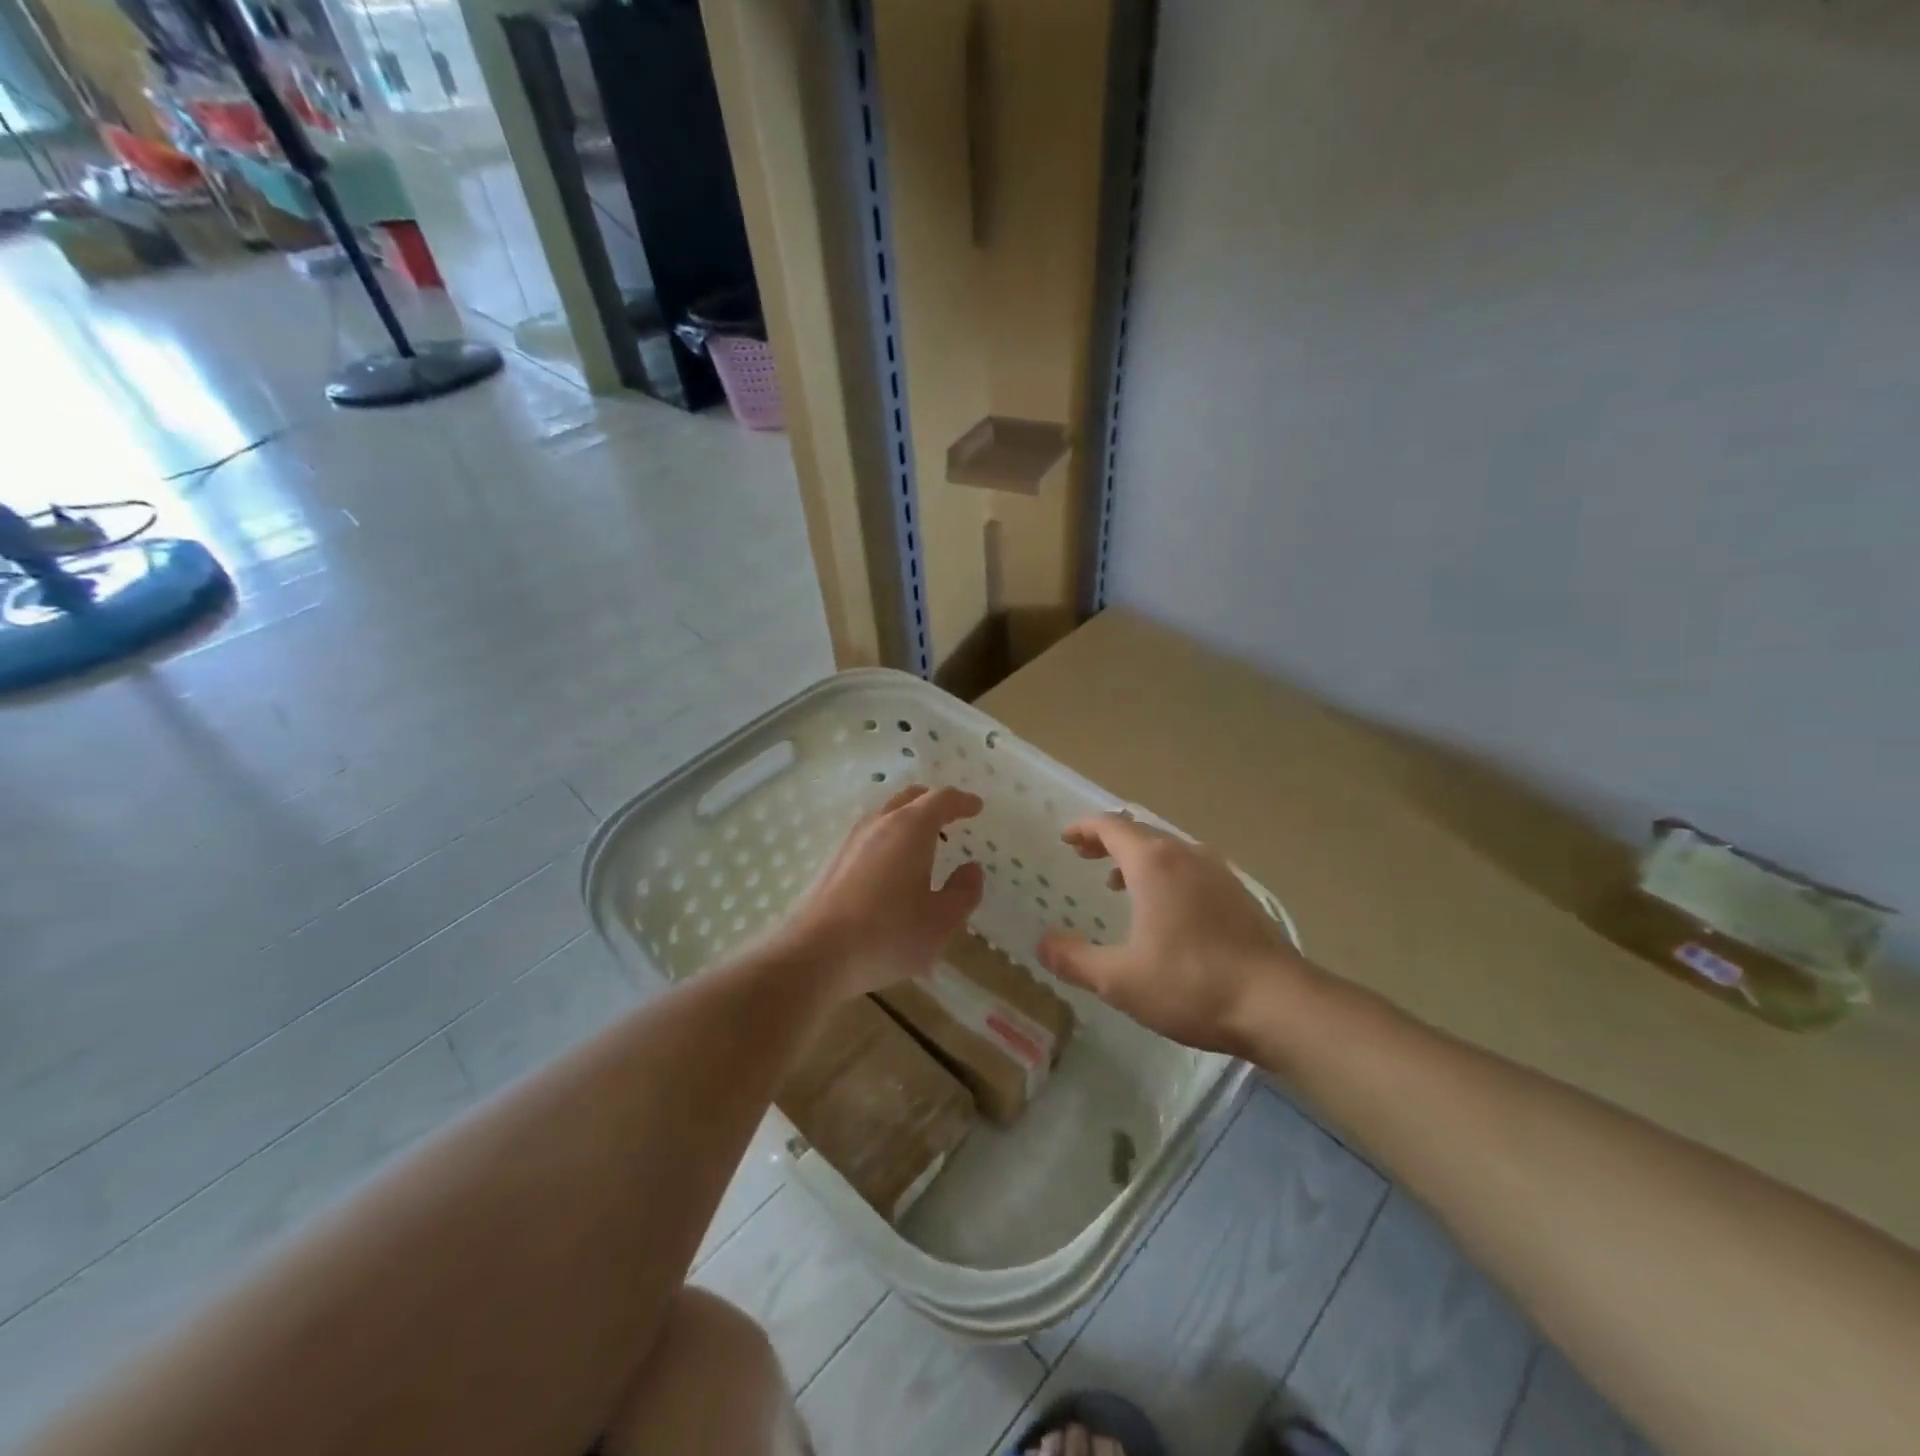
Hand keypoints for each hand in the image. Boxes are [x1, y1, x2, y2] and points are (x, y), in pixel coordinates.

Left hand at [778, 784, 985, 998]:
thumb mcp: (940, 921)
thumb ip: (963, 892)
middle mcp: (880, 823)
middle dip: (934, 803)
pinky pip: (871, 835)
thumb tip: (971, 869)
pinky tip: (894, 866)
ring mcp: (852, 840)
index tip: (976, 807)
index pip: (941, 799)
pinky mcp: (835, 860)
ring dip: (909, 819)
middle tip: (952, 817)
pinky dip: (890, 837)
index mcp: (911, 828)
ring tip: (925, 842)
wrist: (816, 954)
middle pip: (910, 798)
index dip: (962, 801)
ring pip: (887, 814)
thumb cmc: (888, 935)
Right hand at [1036, 814, 1315, 1055]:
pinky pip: (1190, 868)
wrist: (1278, 1003)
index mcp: (1153, 864)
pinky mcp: (1239, 894)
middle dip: (1107, 841)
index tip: (1065, 839)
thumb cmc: (1192, 984)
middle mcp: (1186, 855)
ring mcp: (1218, 872)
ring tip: (1118, 883)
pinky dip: (1165, 874)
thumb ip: (1074, 959)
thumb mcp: (1120, 979)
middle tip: (1084, 856)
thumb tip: (1043, 943)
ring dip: (1137, 859)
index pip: (1111, 826)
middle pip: (1140, 833)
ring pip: (1168, 851)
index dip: (1084, 828)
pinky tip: (1166, 910)